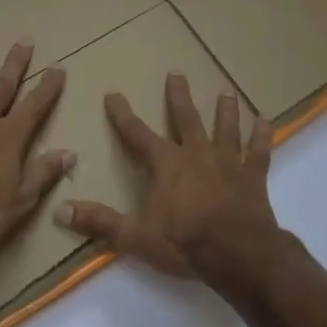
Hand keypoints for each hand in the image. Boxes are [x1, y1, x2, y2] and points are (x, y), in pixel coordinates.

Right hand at [57, 72, 277, 279]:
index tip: (113, 94)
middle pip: (185, 119)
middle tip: (176, 73)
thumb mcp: (134, 236)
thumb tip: (60, 210)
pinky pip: (259, 151)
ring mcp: (227, 162)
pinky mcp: (253, 176)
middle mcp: (196, 154)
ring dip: (224, 110)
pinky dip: (263, 135)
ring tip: (226, 91)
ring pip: (224, 128)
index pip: (137, 134)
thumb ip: (100, 222)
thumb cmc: (184, 243)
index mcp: (165, 165)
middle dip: (178, 96)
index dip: (122, 115)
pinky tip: (266, 120)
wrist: (237, 254)